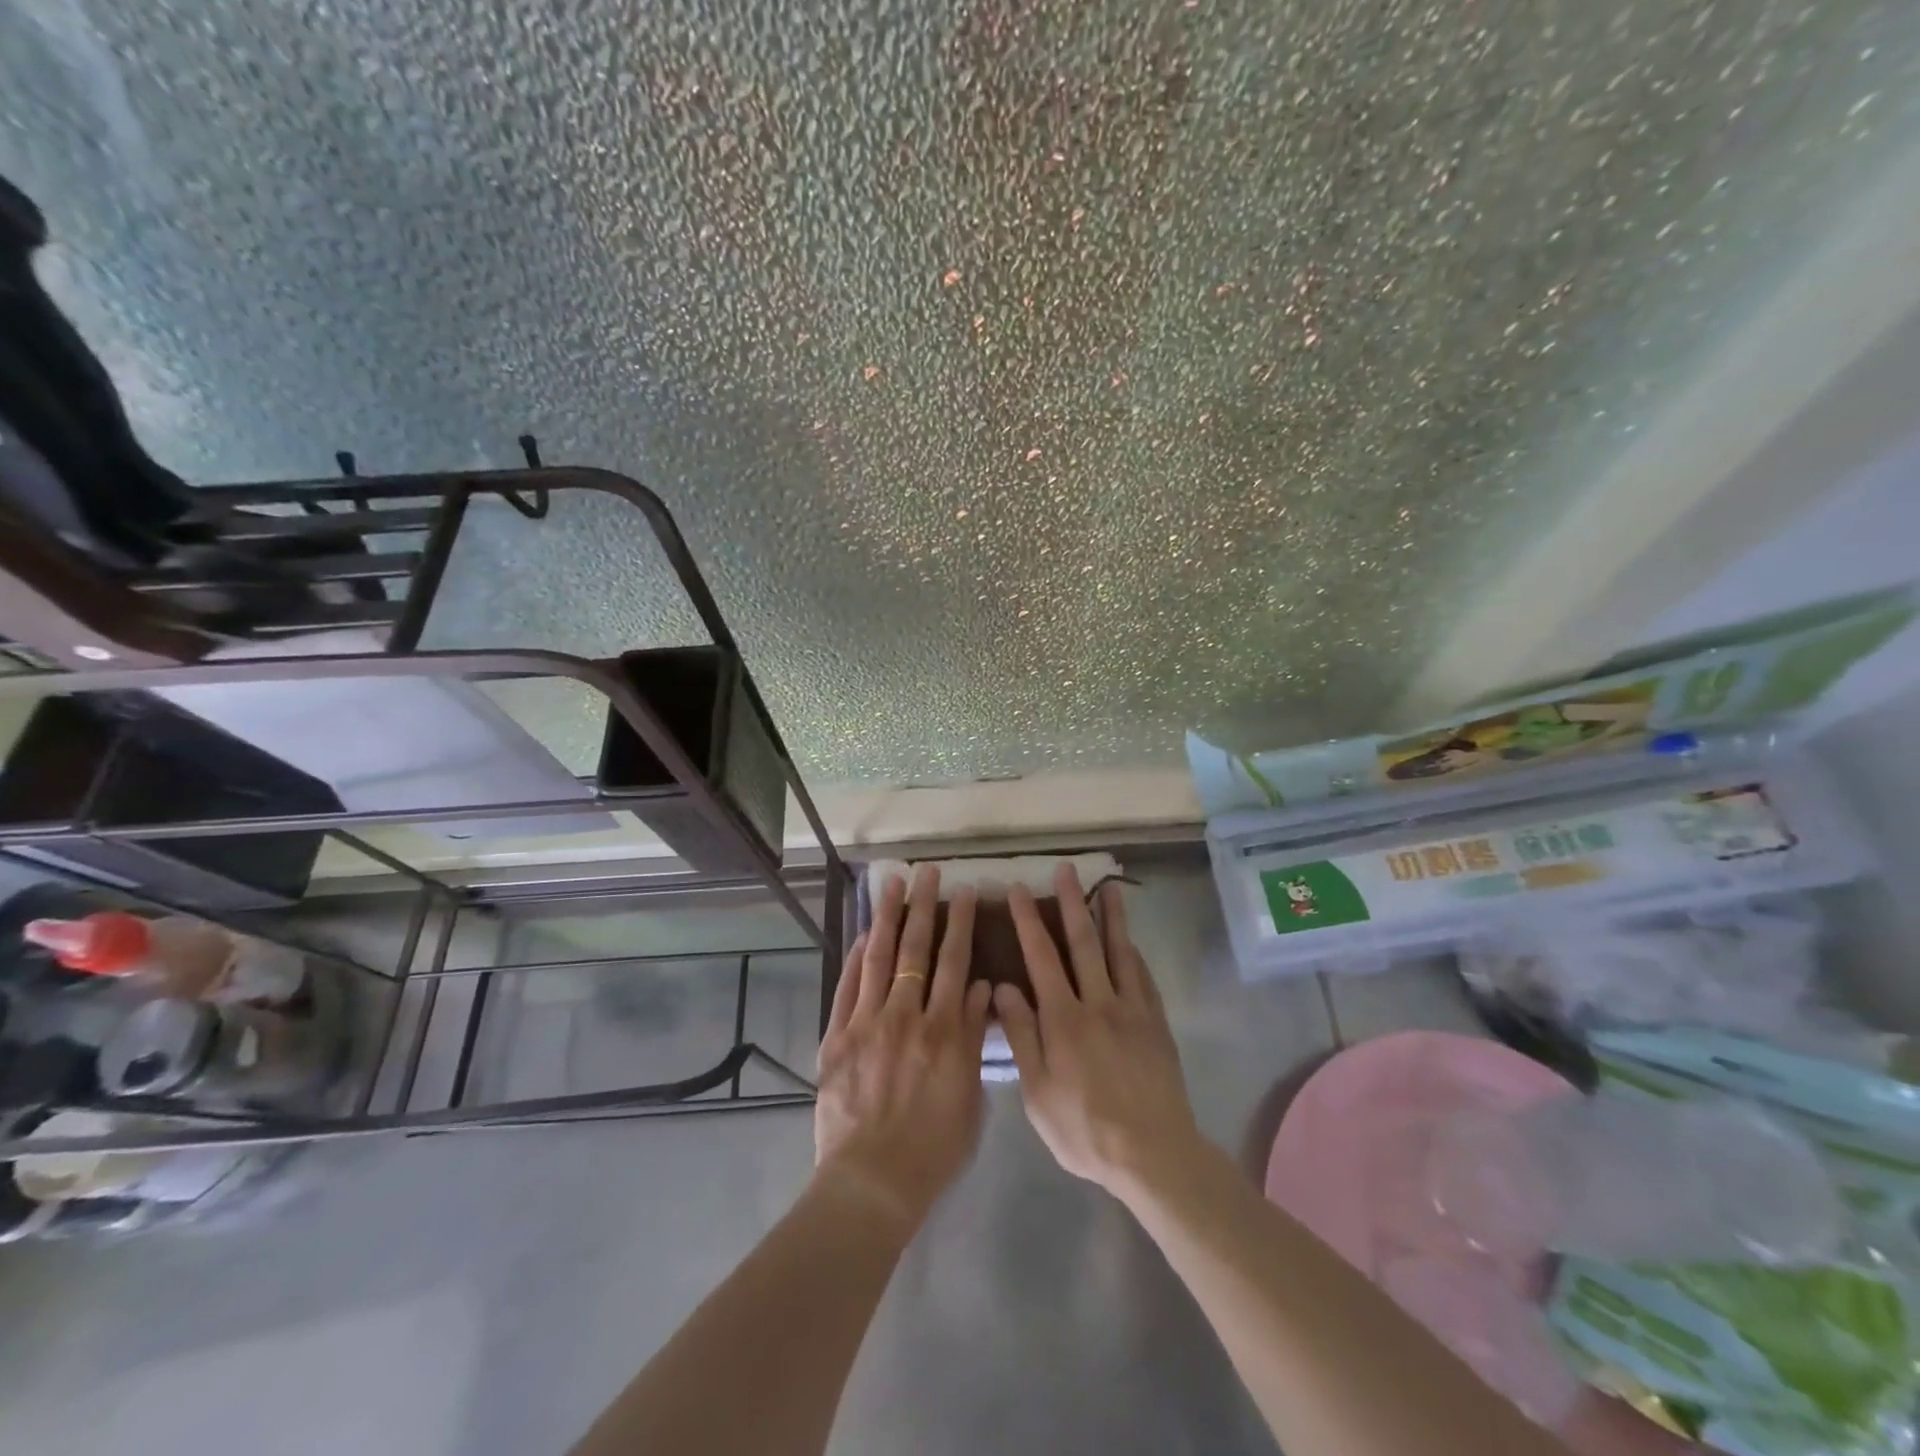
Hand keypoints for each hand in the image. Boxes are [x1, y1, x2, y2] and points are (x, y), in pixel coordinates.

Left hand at [814, 866, 992, 1229]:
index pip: (956, 962)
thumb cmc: (933, 1149)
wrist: (872, 1182)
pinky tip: (861, 935)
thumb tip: (982, 989)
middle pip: (916, 949)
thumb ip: (974, 1038)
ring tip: (891, 884)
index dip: (961, 923)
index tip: (966, 892)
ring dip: (886, 917)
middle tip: (927, 873)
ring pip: (878, 957)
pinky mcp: (836, 1037)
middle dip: (924, 906)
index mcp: (944, 1030)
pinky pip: (847, 987)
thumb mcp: (970, 1096)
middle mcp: (906, 1015)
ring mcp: (867, 1023)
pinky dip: (855, 958)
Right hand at [994, 864, 1201, 1197]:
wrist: (1152, 1154)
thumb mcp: (1037, 1092)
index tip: (1019, 889)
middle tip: (1065, 870)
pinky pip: (1143, 977)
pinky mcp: (1156, 1023)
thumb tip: (1003, 987)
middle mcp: (1098, 1003)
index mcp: (1063, 1019)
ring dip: (1111, 916)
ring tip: (1108, 886)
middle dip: (1071, 902)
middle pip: (1083, 942)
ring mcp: (1132, 1010)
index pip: (1041, 957)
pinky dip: (1134, 953)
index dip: (1028, 920)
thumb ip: (1021, 1035)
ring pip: (1119, 952)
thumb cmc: (1084, 1129)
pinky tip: (1130, 940)